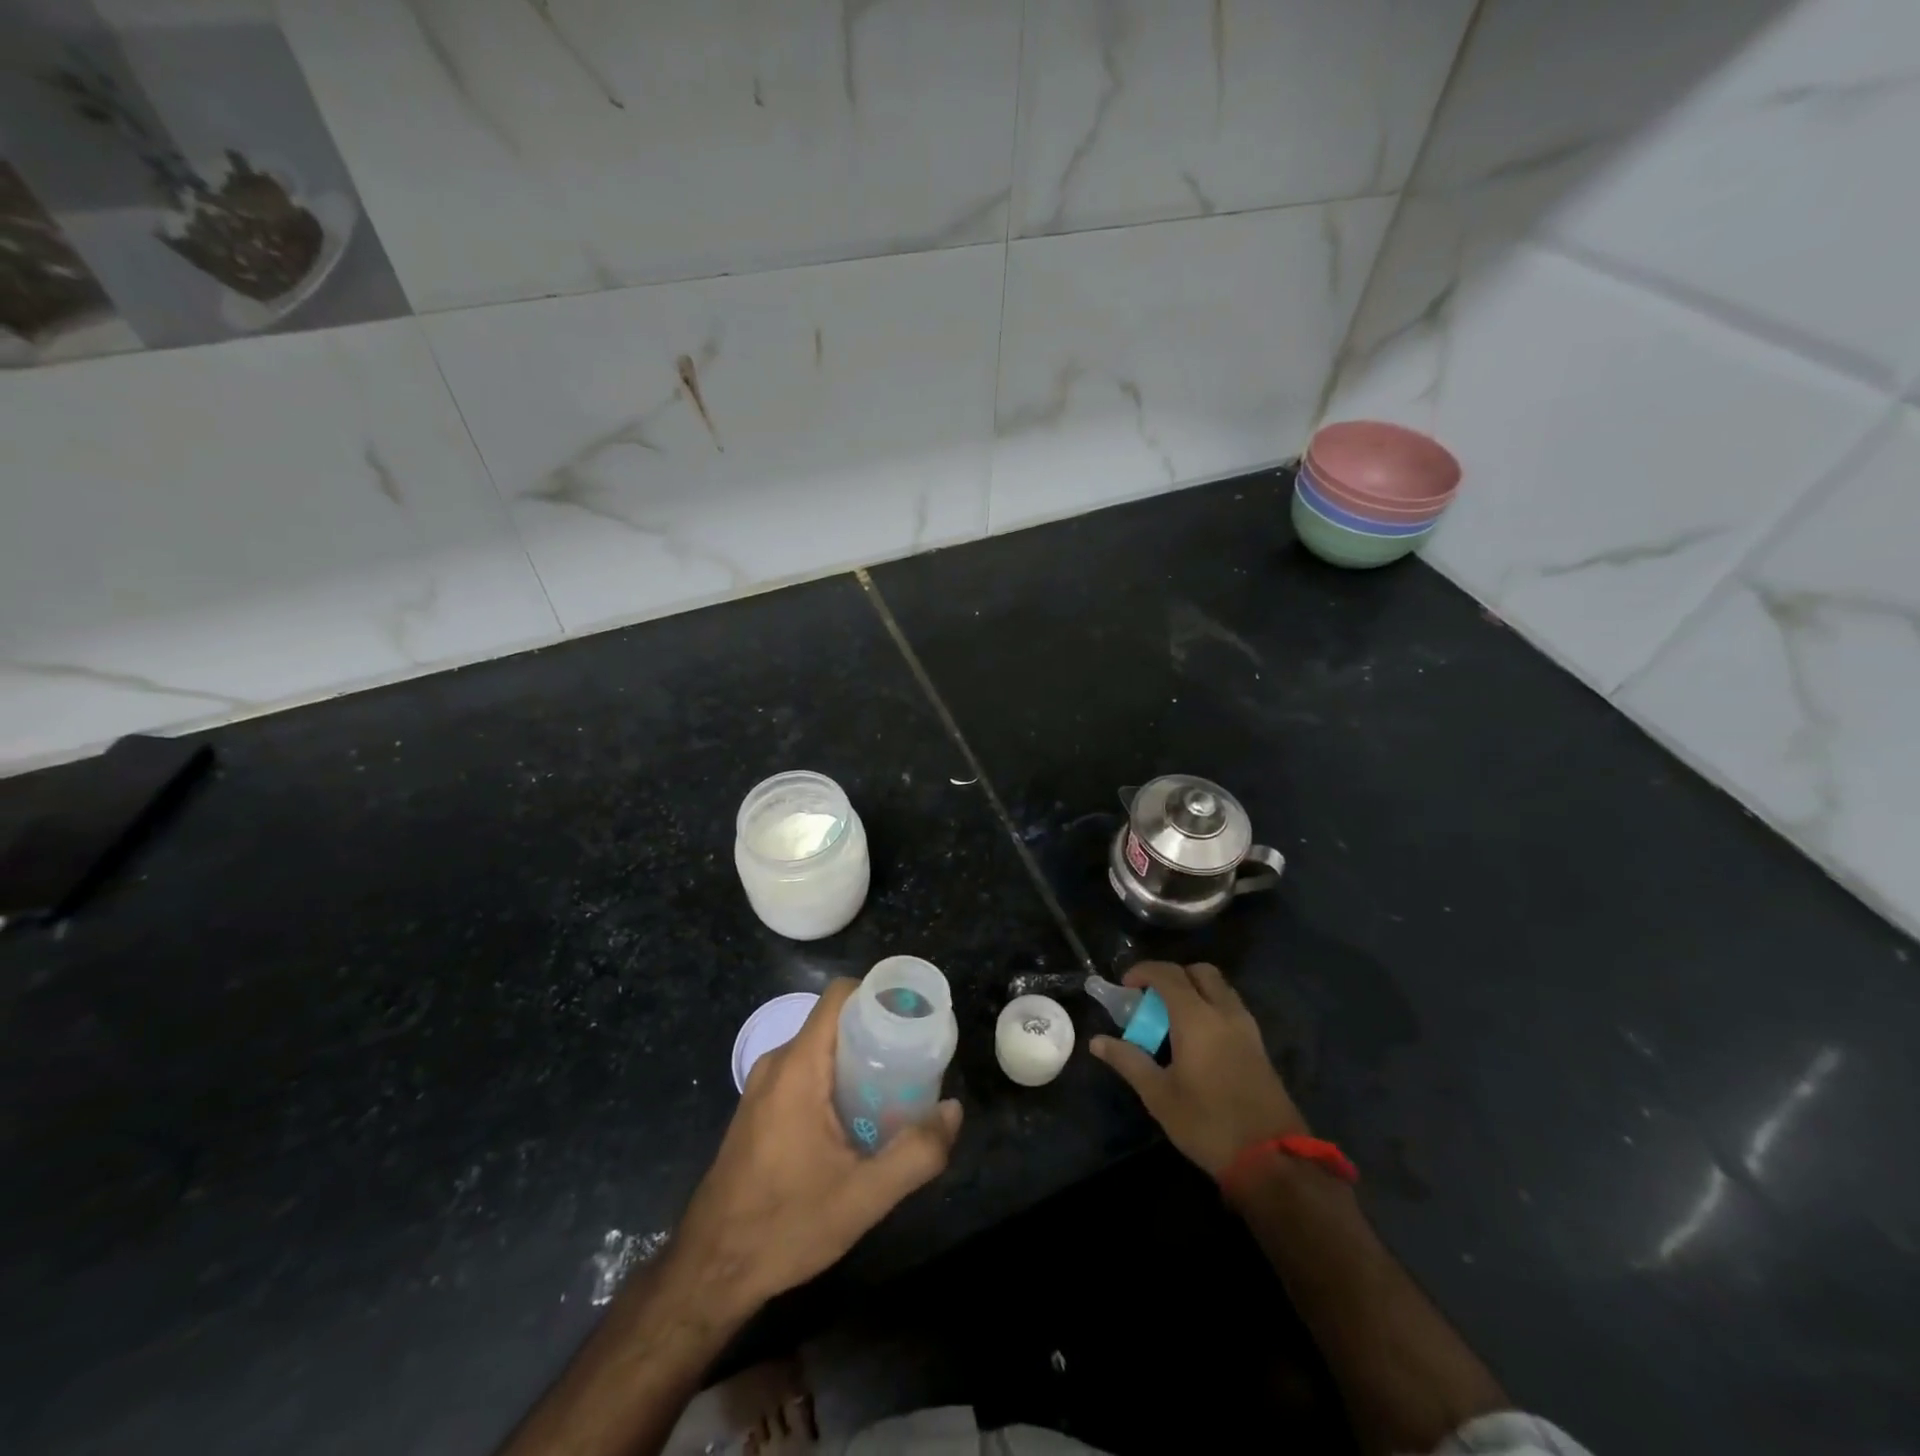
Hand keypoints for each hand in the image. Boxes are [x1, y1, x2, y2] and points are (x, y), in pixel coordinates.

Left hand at [666, 978, 961, 1317]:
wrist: (710, 1272)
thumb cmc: (785, 1226)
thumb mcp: (863, 1197)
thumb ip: (916, 1153)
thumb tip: (953, 1111)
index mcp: (798, 1067)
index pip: (840, 996)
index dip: (879, 994)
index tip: (914, 1017)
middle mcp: (777, 1064)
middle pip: (835, 1022)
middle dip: (877, 1032)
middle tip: (916, 1059)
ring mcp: (763, 1087)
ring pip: (820, 1049)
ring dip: (858, 1059)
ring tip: (896, 1088)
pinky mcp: (759, 1110)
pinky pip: (805, 1073)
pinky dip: (836, 1080)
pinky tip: (859, 1118)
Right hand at [1090, 962, 1306, 1176]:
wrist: (1272, 1159)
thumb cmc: (1208, 1123)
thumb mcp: (1159, 1095)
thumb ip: (1129, 1060)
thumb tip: (1097, 1041)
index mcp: (1197, 1018)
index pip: (1168, 975)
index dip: (1143, 972)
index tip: (1125, 986)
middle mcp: (1225, 1013)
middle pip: (1200, 972)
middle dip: (1173, 976)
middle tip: (1152, 999)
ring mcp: (1247, 1028)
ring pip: (1220, 988)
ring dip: (1195, 990)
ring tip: (1172, 1019)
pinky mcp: (1259, 1046)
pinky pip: (1231, 1008)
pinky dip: (1211, 1007)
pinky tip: (1198, 1040)